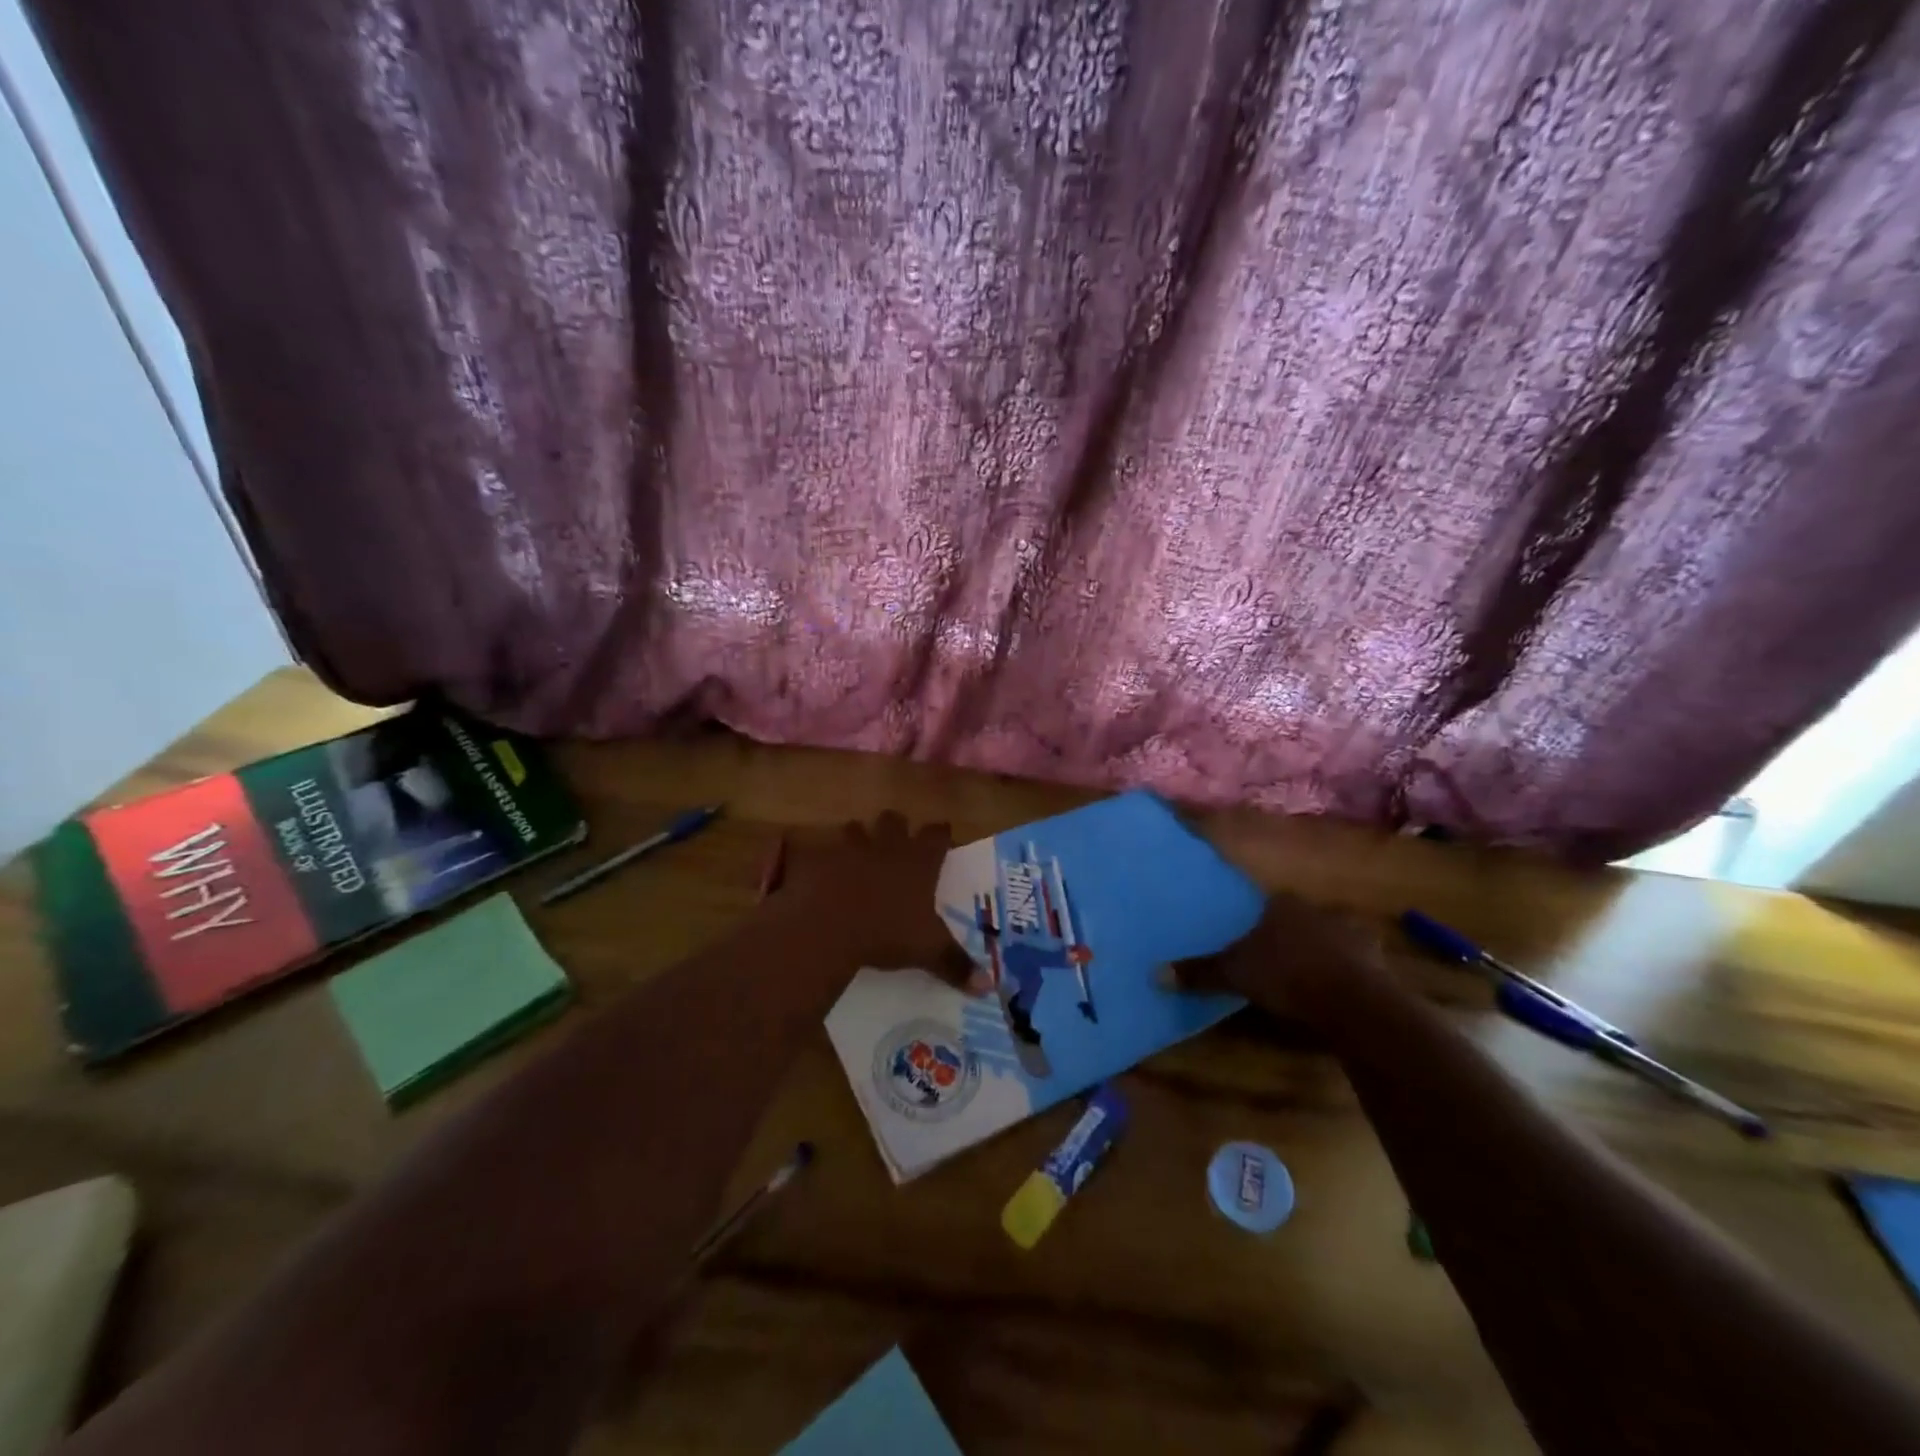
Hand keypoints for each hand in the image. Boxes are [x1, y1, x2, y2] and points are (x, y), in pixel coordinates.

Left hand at [776, 813, 977, 978]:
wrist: (829, 926)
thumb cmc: (887, 933)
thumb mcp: (927, 951)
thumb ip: (956, 964)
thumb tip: (988, 987)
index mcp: (918, 861)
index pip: (937, 834)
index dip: (941, 834)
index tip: (943, 838)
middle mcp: (887, 846)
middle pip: (895, 819)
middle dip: (896, 827)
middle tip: (897, 844)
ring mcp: (850, 848)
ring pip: (856, 827)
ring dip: (858, 837)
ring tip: (857, 854)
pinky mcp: (819, 858)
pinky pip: (820, 849)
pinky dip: (821, 857)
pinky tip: (822, 871)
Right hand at [1167, 891, 1381, 1018]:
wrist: (1353, 1001)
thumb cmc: (1286, 975)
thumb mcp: (1234, 975)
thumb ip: (1199, 973)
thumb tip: (1154, 973)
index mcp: (1282, 905)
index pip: (1266, 903)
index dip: (1257, 921)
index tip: (1250, 939)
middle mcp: (1316, 910)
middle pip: (1297, 919)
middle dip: (1289, 935)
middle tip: (1275, 958)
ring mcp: (1351, 933)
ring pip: (1329, 937)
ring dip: (1320, 952)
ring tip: (1306, 975)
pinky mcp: (1376, 961)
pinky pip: (1355, 963)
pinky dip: (1345, 973)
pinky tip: (1336, 991)